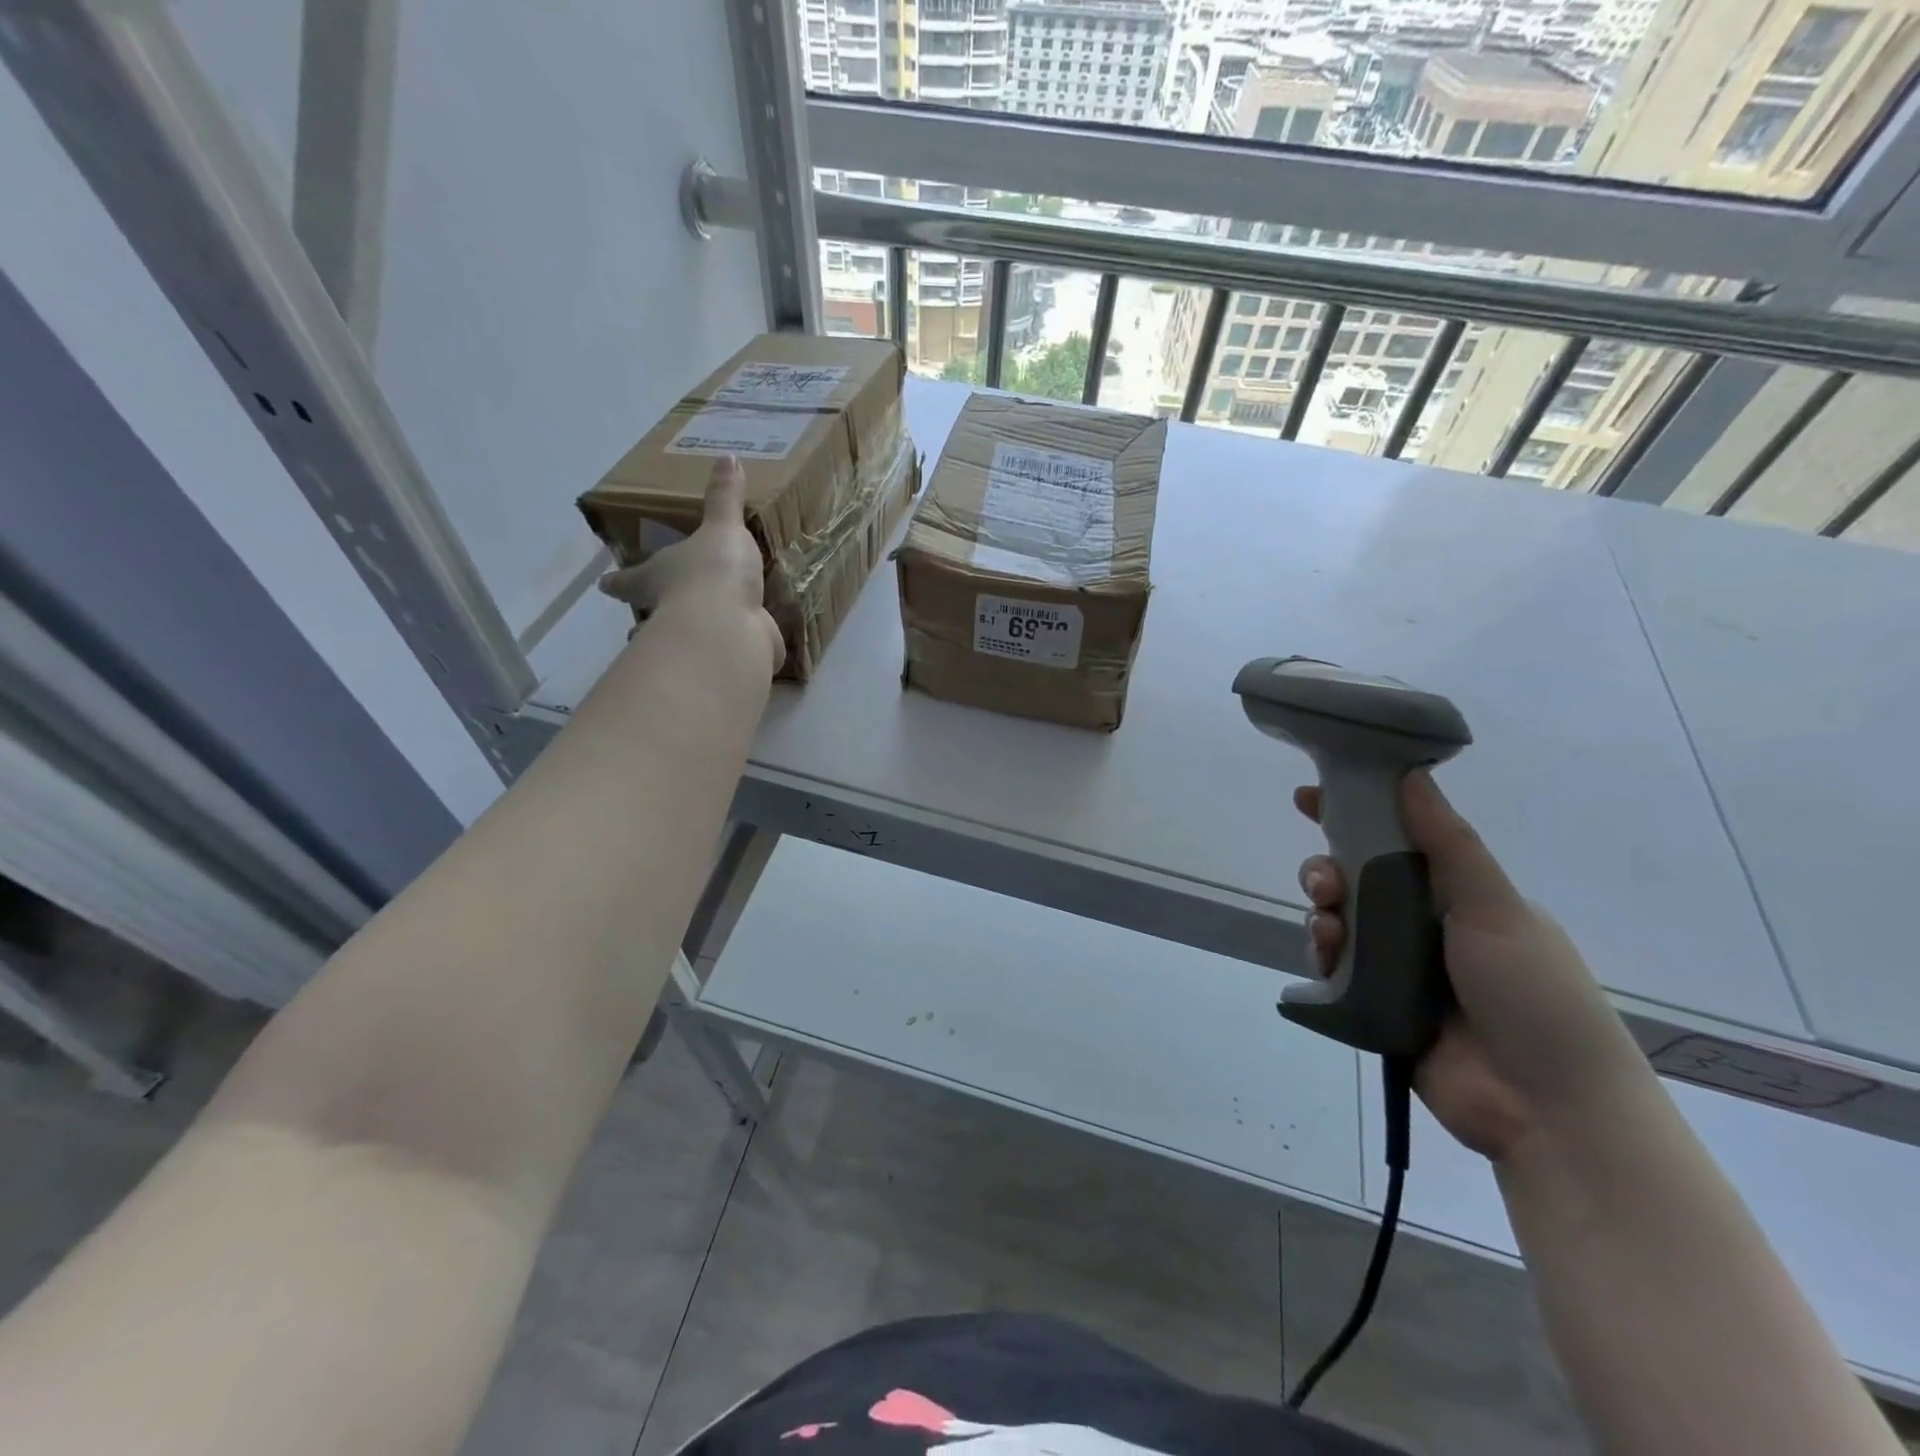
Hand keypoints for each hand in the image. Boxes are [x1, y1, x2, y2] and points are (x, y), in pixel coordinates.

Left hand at [598, 456, 784, 674]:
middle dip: (650, 613)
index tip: (603, 584)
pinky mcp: (726, 658)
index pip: (627, 579)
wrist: (730, 628)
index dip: (616, 581)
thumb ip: (725, 499)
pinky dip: (733, 649)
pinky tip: (745, 645)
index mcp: (656, 576)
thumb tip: (728, 456)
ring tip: (695, 632)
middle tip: (652, 610)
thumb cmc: (713, 572)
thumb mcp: (722, 527)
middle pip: (650, 613)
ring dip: (684, 636)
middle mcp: (667, 612)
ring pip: (681, 638)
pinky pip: (727, 652)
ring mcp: (695, 640)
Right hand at [1294, 772, 1651, 1163]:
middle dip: (1329, 870)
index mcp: (1459, 896)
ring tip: (1327, 925)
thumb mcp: (1496, 907)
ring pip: (1339, 921)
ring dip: (1323, 913)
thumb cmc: (1532, 993)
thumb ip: (1447, 842)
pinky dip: (1322, 954)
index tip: (1309, 797)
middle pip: (1358, 880)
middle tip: (1324, 880)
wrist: (1547, 1106)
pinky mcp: (1374, 1006)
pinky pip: (1333, 967)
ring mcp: (1398, 968)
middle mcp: (1424, 926)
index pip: (1399, 841)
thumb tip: (1411, 772)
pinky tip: (1325, 955)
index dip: (1354, 815)